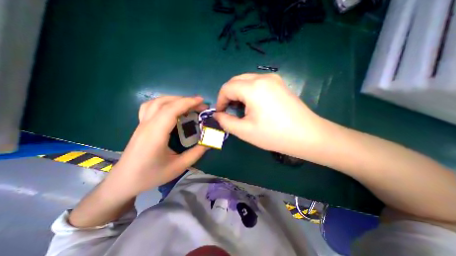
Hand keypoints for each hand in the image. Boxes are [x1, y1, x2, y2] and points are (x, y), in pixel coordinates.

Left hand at [107, 95, 207, 195]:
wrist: (124, 182)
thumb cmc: (151, 176)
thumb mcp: (178, 167)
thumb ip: (196, 153)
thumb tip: (209, 141)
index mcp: (155, 135)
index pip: (171, 110)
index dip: (187, 103)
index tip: (202, 101)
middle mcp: (147, 125)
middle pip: (165, 103)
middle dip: (185, 100)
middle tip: (200, 105)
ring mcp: (142, 124)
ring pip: (156, 102)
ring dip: (174, 99)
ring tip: (188, 104)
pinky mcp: (141, 125)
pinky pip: (150, 106)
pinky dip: (164, 102)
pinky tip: (171, 108)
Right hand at [213, 73, 323, 158]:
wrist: (307, 135)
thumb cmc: (273, 135)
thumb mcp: (244, 131)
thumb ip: (226, 122)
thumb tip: (218, 115)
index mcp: (253, 88)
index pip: (227, 88)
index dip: (220, 100)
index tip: (220, 113)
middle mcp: (263, 78)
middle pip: (236, 81)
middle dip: (228, 95)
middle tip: (229, 110)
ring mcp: (273, 79)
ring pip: (246, 81)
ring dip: (238, 93)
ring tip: (240, 108)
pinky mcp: (279, 84)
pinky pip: (257, 83)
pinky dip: (249, 91)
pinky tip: (253, 104)